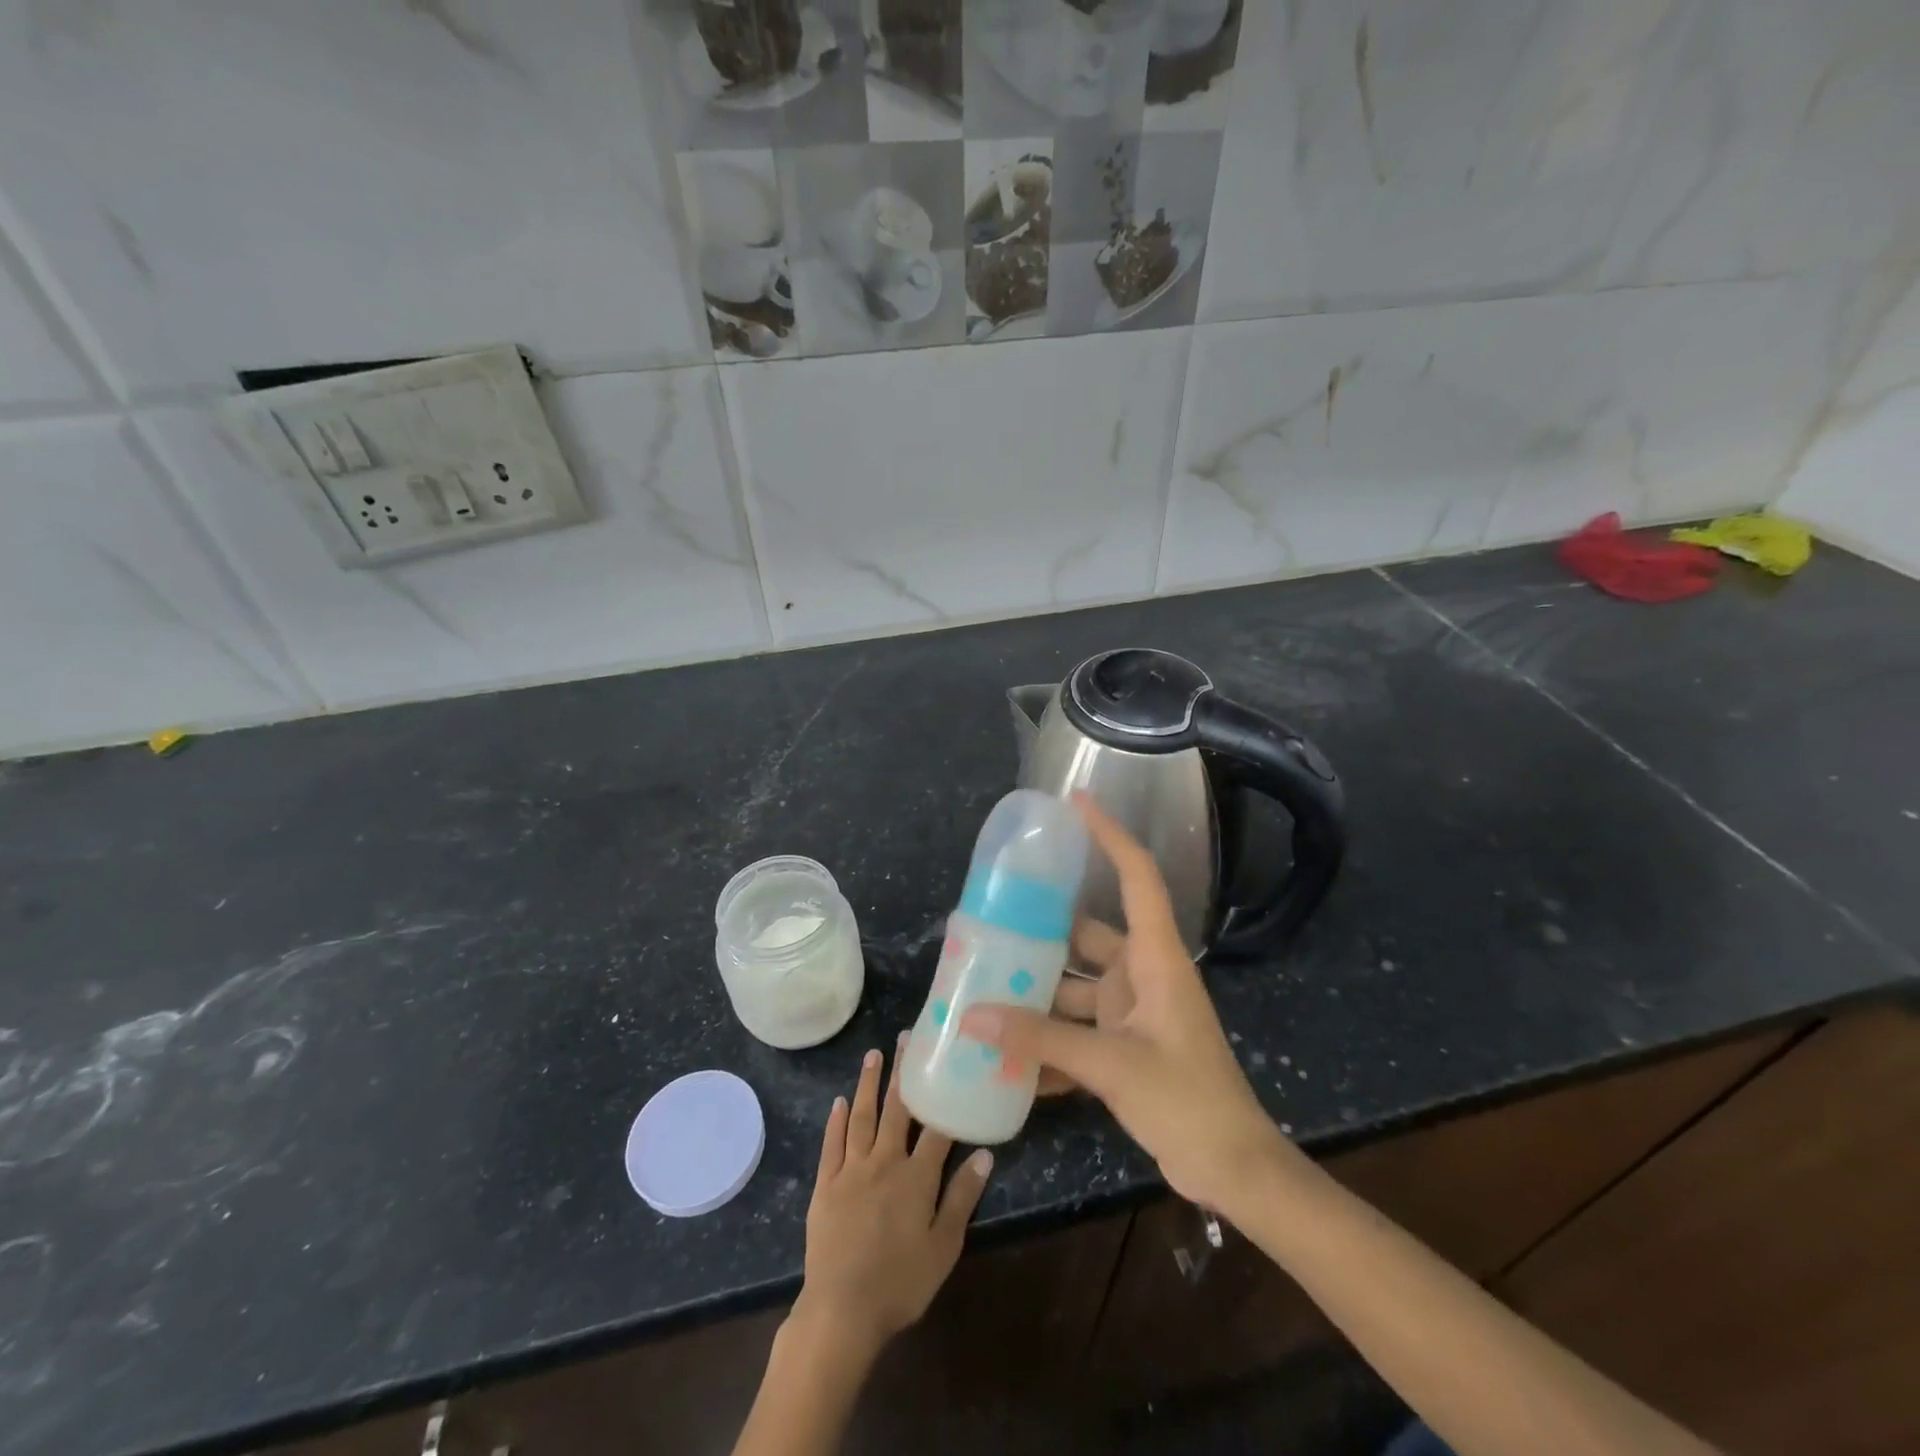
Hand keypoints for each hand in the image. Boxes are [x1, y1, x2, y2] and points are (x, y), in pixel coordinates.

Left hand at [793, 1038, 992, 1360]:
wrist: (841, 1311)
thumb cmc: (900, 1283)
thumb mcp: (943, 1247)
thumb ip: (962, 1197)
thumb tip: (984, 1153)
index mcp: (916, 1176)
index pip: (936, 1127)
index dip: (943, 1094)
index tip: (948, 1061)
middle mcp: (884, 1161)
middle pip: (897, 1109)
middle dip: (903, 1072)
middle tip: (906, 1037)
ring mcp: (851, 1170)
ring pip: (862, 1117)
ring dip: (869, 1084)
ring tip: (874, 1054)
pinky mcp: (825, 1184)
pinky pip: (832, 1143)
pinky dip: (836, 1120)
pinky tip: (840, 1100)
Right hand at [960, 796, 1287, 1213]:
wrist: (1234, 1171)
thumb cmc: (1188, 1099)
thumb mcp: (1113, 1065)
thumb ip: (1043, 1039)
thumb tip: (973, 1017)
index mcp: (1154, 958)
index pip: (1135, 877)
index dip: (1109, 835)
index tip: (1074, 803)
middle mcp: (1141, 974)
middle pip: (1086, 934)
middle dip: (1041, 929)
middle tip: (989, 919)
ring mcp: (1133, 1012)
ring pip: (1074, 986)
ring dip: (1037, 991)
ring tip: (983, 985)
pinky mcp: (1124, 1047)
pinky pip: (1077, 1031)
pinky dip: (1047, 1040)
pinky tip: (1006, 1054)